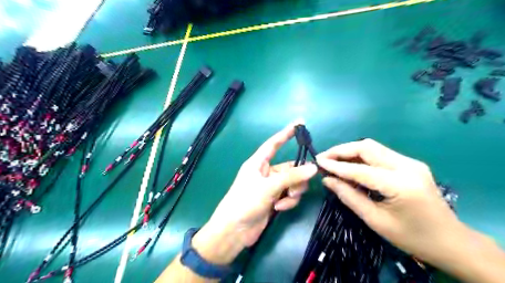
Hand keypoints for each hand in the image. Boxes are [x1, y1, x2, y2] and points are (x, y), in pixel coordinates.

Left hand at [193, 121, 313, 264]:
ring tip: (285, 199)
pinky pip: (289, 195)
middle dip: (297, 176)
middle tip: (297, 186)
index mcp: (258, 163)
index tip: (299, 123)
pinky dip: (288, 201)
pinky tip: (279, 208)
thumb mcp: (268, 187)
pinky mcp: (274, 199)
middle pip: (289, 167)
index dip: (286, 133)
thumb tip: (313, 167)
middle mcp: (265, 172)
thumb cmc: (245, 202)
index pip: (274, 144)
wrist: (234, 231)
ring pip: (292, 182)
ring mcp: (271, 187)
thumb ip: (291, 177)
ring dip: (293, 191)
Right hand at [315, 139, 465, 266]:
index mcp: (401, 185)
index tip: (317, 162)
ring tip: (332, 160)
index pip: (360, 169)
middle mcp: (408, 166)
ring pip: (373, 147)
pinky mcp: (410, 163)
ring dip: (350, 151)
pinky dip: (361, 157)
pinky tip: (350, 165)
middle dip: (342, 150)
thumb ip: (349, 197)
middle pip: (367, 147)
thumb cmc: (412, 237)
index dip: (336, 165)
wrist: (451, 241)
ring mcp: (411, 162)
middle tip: (323, 158)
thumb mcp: (376, 220)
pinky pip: (380, 154)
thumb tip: (327, 180)